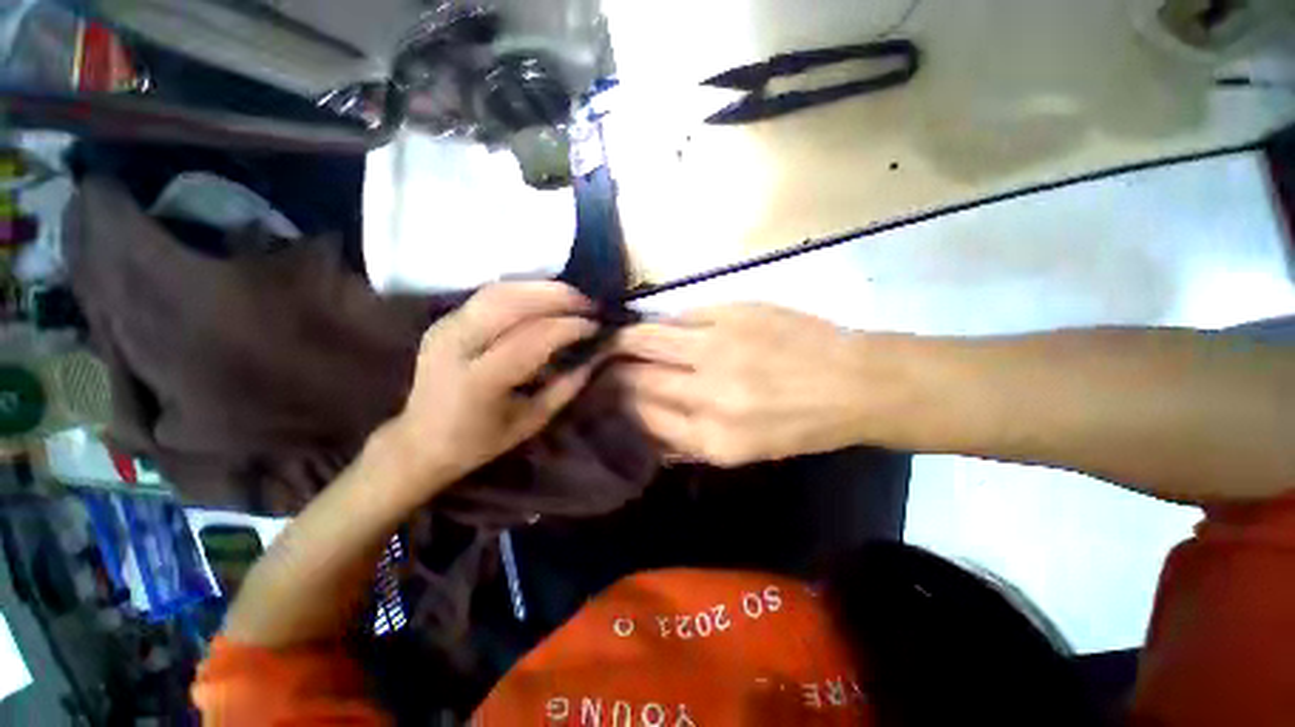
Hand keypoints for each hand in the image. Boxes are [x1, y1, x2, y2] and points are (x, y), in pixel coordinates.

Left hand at [377, 282, 598, 506]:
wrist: (419, 442)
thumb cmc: (479, 441)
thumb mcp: (531, 422)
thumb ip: (565, 388)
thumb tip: (595, 358)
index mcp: (480, 380)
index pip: (532, 339)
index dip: (569, 327)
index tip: (596, 326)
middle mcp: (457, 345)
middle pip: (511, 302)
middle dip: (556, 296)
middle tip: (588, 303)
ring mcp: (445, 328)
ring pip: (499, 291)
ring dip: (540, 288)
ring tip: (571, 297)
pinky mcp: (443, 320)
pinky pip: (489, 296)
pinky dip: (522, 292)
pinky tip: (544, 300)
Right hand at [612, 304, 870, 466]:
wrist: (852, 382)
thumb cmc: (799, 425)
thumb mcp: (744, 452)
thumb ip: (688, 440)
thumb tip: (644, 422)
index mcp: (712, 438)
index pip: (642, 417)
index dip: (616, 405)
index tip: (603, 396)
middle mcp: (708, 393)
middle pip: (636, 377)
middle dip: (609, 372)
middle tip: (598, 366)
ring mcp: (717, 347)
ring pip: (647, 339)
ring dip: (623, 340)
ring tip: (612, 340)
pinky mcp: (731, 313)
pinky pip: (678, 316)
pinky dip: (661, 322)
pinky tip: (657, 325)